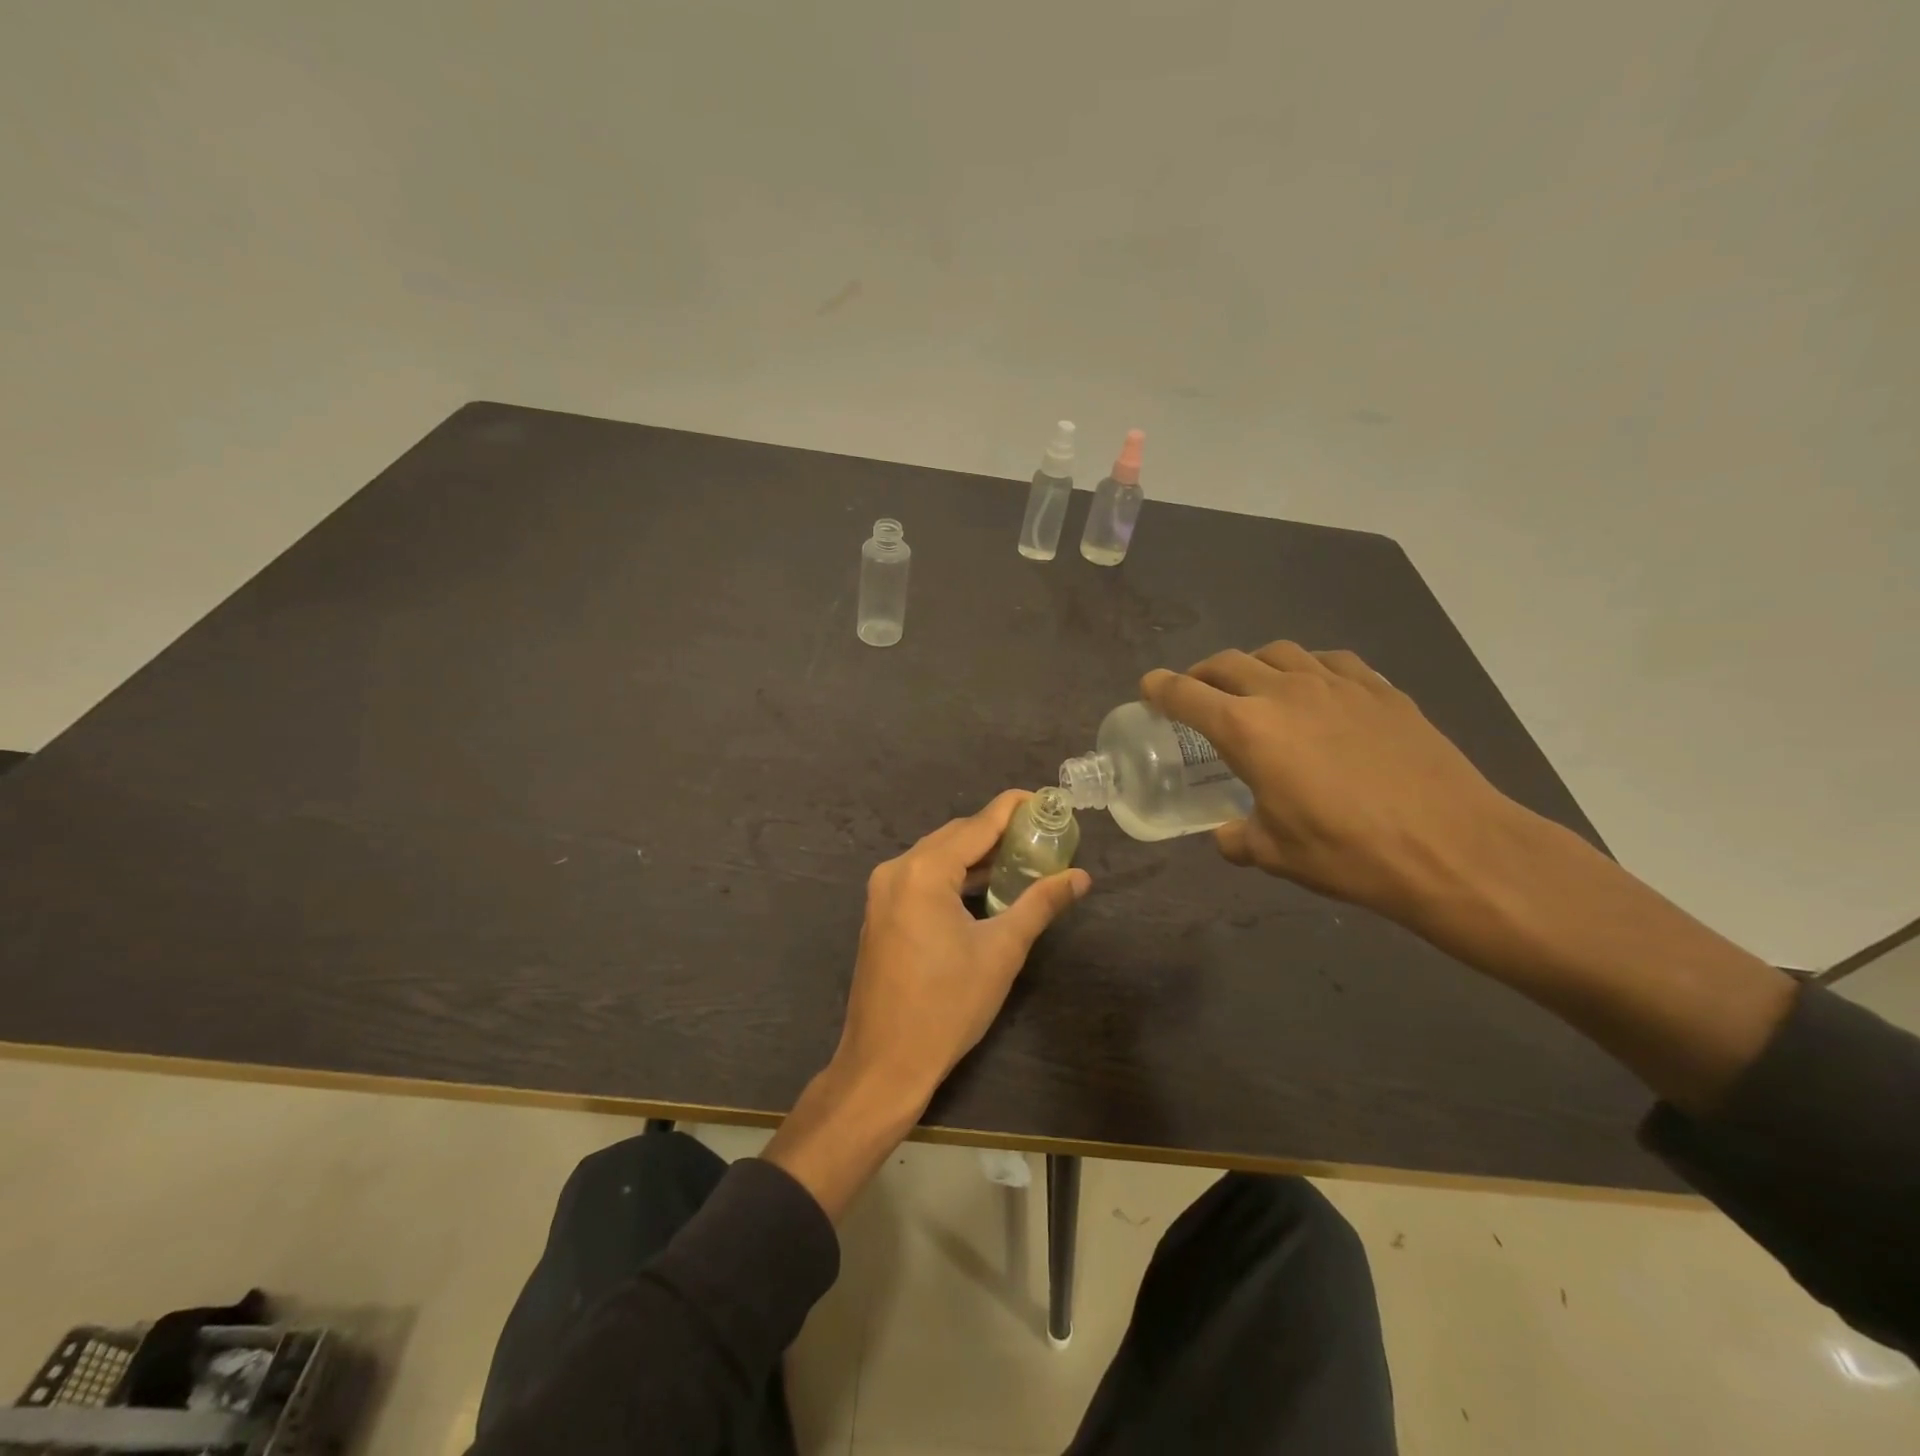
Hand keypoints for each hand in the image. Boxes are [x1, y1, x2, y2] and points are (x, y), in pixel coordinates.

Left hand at [837, 788, 1091, 1108]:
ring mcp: (883, 892)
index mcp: (923, 871)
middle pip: (955, 836)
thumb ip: (1040, 904)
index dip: (1013, 809)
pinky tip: (984, 888)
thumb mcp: (1001, 951)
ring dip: (976, 856)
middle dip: (997, 832)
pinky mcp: (881, 913)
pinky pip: (922, 878)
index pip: (977, 825)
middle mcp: (897, 870)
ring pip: (937, 856)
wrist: (885, 1063)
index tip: (1046, 800)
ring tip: (1021, 859)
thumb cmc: (947, 1005)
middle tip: (1042, 835)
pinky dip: (954, 876)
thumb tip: (1081, 877)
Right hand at [1141, 643, 1525, 921]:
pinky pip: (1332, 661)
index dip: (1160, 688)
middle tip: (1196, 692)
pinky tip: (1318, 689)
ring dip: (1254, 664)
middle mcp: (1285, 692)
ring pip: (1279, 652)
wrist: (1451, 847)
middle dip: (1202, 674)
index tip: (1148, 687)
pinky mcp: (1380, 689)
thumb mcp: (1277, 854)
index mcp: (1247, 729)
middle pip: (1227, 663)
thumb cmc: (1348, 852)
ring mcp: (1337, 683)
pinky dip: (1309, 668)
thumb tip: (1227, 836)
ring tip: (1255, 685)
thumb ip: (1239, 838)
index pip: (1187, 694)